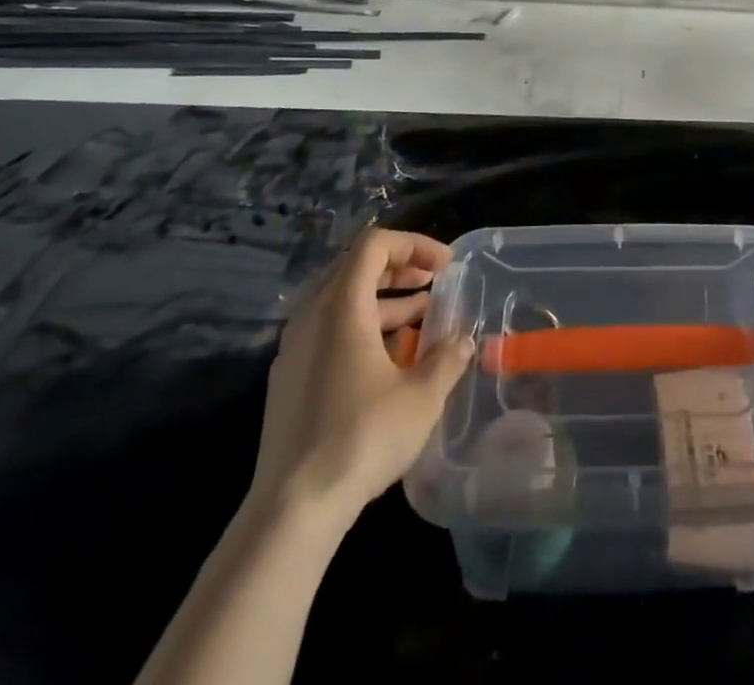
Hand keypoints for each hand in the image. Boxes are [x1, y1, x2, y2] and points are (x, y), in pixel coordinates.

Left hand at [248, 227, 473, 527]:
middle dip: (400, 268)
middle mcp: (312, 315)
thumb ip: (447, 359)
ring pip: (342, 301)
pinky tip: (389, 360)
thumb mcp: (421, 397)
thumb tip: (464, 341)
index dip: (414, 244)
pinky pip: (328, 330)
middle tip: (434, 283)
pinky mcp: (288, 378)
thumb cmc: (362, 438)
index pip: (375, 244)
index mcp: (341, 306)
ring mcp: (294, 348)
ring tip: (422, 319)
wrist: (292, 508)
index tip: (445, 266)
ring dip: (384, 300)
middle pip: (356, 267)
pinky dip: (362, 327)